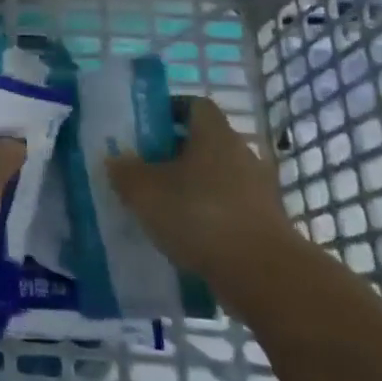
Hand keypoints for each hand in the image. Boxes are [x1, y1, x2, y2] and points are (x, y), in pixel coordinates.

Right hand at [106, 96, 298, 310]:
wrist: (263, 275)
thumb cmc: (199, 215)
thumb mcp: (144, 191)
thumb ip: (125, 171)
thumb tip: (116, 160)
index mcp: (214, 134)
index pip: (194, 105)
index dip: (169, 111)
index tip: (146, 129)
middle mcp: (241, 153)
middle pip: (205, 143)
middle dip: (175, 153)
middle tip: (146, 170)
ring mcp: (258, 190)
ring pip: (217, 178)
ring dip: (192, 188)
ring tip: (163, 208)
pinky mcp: (265, 224)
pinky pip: (229, 209)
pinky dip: (209, 217)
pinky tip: (187, 237)